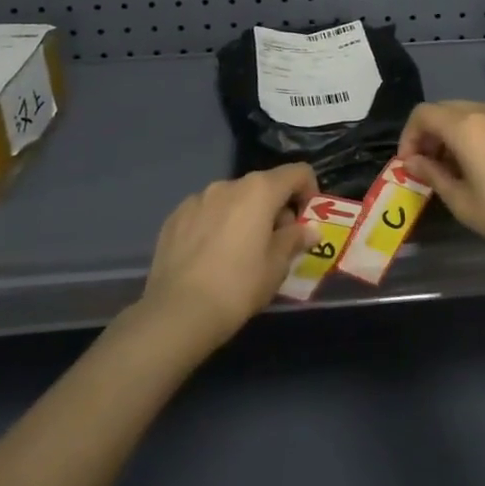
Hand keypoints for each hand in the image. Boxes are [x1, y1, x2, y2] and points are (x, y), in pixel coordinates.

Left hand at [139, 166, 317, 349]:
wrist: (177, 313)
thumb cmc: (238, 286)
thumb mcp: (277, 267)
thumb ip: (295, 240)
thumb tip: (309, 230)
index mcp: (259, 190)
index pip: (297, 172)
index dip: (309, 191)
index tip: (306, 220)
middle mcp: (227, 185)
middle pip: (263, 186)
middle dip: (275, 209)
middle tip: (276, 244)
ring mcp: (197, 199)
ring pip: (232, 199)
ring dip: (244, 216)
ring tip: (240, 252)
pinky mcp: (174, 217)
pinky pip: (206, 213)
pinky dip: (216, 225)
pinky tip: (211, 257)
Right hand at [397, 102, 484, 269]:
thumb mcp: (462, 202)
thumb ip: (433, 175)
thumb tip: (413, 162)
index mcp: (467, 127)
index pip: (424, 114)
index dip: (409, 135)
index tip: (411, 163)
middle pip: (450, 109)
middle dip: (434, 132)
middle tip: (433, 164)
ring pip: (479, 113)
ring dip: (462, 132)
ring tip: (465, 165)